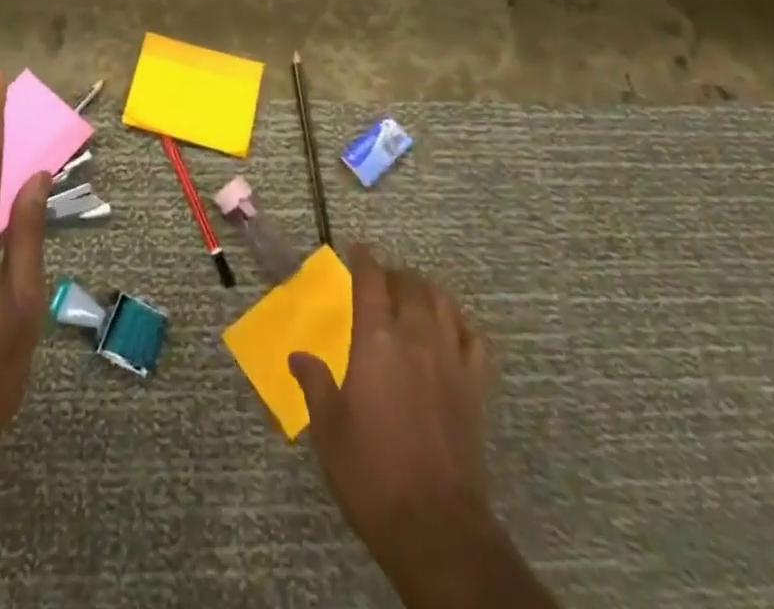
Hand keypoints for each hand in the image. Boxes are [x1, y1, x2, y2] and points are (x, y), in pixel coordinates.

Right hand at [291, 246, 553, 608]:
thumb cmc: (371, 473)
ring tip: (414, 293)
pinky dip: (461, 323)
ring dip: (426, 289)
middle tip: (382, 278)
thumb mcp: (328, 429)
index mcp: (376, 341)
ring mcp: (451, 360)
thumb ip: (314, 383)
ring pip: (443, 303)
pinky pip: (474, 338)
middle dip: (395, 273)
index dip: (364, 259)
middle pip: (411, 285)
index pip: (371, 281)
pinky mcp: (475, 387)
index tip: (357, 248)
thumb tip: (297, 356)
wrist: (435, 526)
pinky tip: (452, 329)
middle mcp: (416, 338)